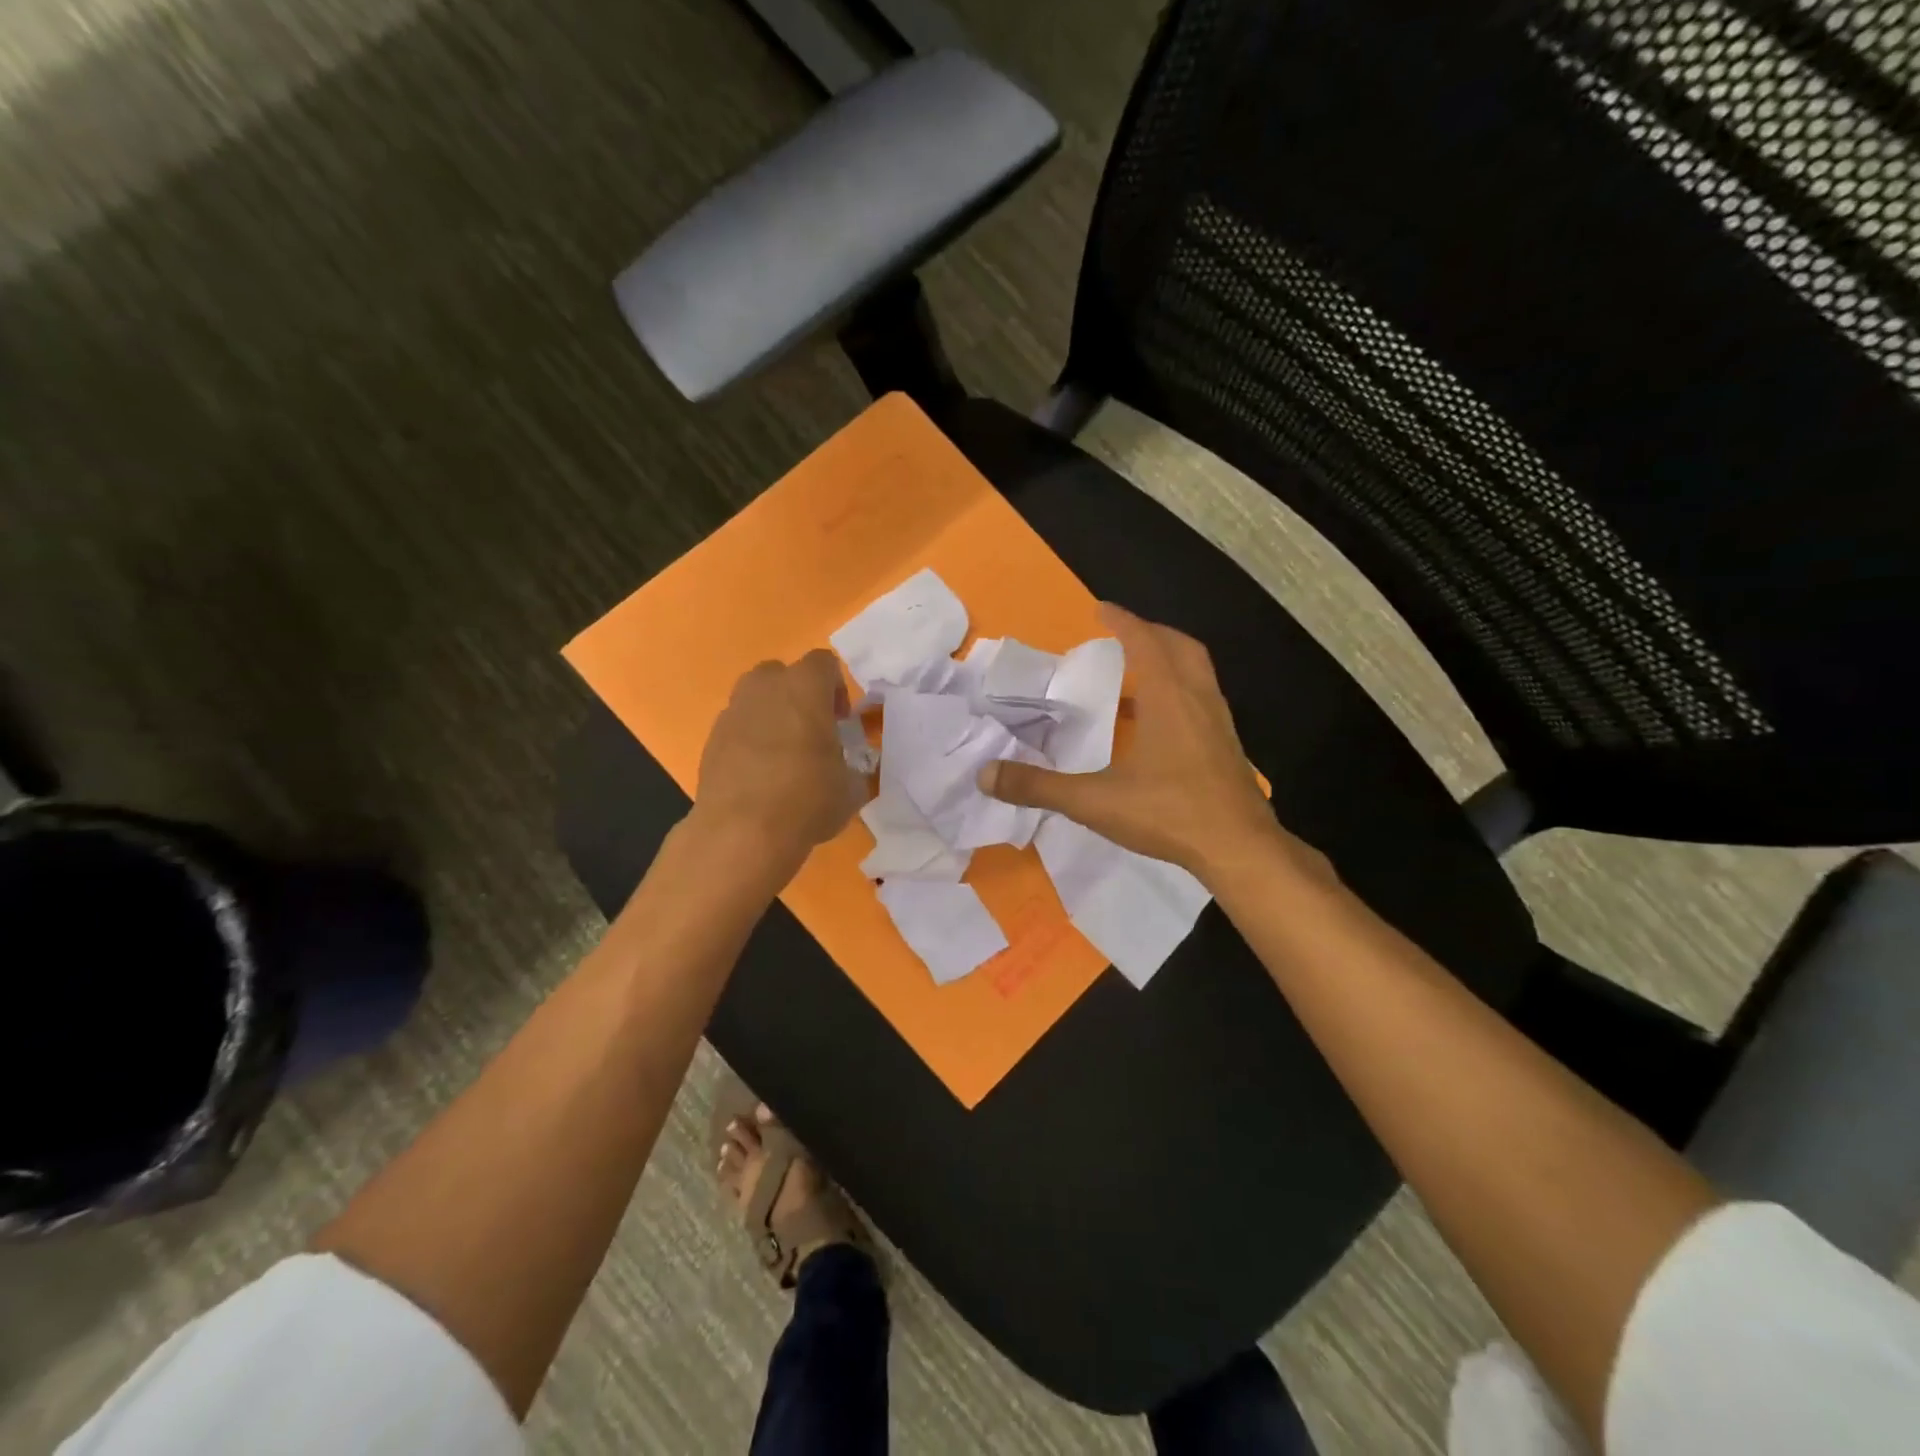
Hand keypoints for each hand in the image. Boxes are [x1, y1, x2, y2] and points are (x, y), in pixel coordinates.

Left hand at [692, 650, 864, 873]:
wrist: (742, 831)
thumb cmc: (808, 799)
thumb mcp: (850, 787)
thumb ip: (851, 767)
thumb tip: (847, 771)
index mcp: (805, 687)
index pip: (824, 663)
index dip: (836, 688)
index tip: (841, 720)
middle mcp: (765, 687)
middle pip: (783, 674)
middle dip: (798, 696)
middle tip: (812, 732)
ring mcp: (732, 712)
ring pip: (755, 699)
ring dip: (771, 716)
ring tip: (783, 755)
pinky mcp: (711, 740)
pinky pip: (737, 728)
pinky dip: (749, 742)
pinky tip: (759, 776)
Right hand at [979, 604, 1303, 884]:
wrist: (1239, 848)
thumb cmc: (1169, 813)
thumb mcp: (1094, 801)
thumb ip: (1039, 787)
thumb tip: (985, 775)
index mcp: (1167, 697)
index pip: (1144, 641)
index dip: (1122, 622)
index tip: (1102, 609)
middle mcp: (1198, 698)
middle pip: (1179, 646)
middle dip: (1151, 633)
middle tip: (1123, 634)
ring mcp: (1219, 722)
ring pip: (1197, 672)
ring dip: (1169, 660)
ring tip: (1138, 674)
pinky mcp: (1227, 746)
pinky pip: (1203, 699)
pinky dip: (1180, 691)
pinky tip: (1160, 724)